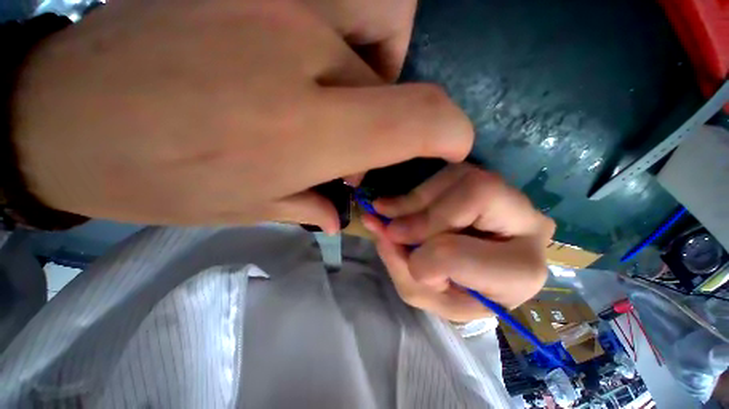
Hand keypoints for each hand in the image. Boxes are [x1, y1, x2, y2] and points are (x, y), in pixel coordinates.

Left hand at [12, 0, 470, 230]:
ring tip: (334, 96)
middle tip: (359, 140)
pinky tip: (298, 59)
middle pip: (398, 73)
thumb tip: (346, 208)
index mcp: (305, 127)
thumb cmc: (154, 175)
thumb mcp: (251, 205)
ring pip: (376, 20)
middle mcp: (302, 49)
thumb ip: (317, 202)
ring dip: (374, 67)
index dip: (451, 134)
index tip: (453, 148)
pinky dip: (342, 33)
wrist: (63, 119)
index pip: (418, 118)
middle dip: (395, 111)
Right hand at [362, 164, 554, 321]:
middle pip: (475, 194)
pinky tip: (400, 204)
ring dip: (415, 200)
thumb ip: (400, 265)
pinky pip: (450, 172)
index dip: (424, 258)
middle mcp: (529, 224)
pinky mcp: (487, 181)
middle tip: (389, 229)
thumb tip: (379, 226)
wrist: (476, 277)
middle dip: (421, 216)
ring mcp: (510, 196)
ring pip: (460, 177)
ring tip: (388, 213)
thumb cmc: (456, 293)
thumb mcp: (427, 295)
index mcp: (519, 272)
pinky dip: (419, 189)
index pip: (461, 253)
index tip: (410, 263)